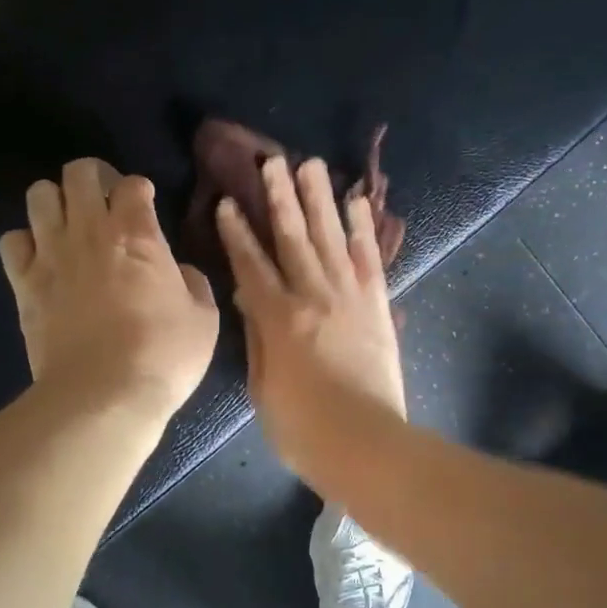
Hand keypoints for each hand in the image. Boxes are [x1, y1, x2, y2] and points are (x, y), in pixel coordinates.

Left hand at [0, 159, 218, 420]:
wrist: (103, 396)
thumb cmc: (164, 355)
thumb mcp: (204, 317)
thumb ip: (192, 281)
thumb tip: (176, 270)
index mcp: (138, 234)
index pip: (132, 183)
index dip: (140, 189)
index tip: (146, 206)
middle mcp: (91, 231)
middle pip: (79, 172)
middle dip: (94, 178)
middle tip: (106, 202)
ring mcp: (51, 255)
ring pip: (39, 195)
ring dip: (57, 202)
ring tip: (70, 225)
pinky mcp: (24, 283)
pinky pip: (12, 240)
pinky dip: (26, 242)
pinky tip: (43, 259)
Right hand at [216, 155, 405, 478]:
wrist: (367, 446)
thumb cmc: (303, 428)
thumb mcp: (263, 387)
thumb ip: (257, 336)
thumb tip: (247, 296)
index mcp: (279, 318)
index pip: (251, 265)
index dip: (238, 232)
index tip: (228, 202)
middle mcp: (314, 296)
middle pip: (293, 238)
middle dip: (280, 198)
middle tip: (272, 162)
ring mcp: (350, 297)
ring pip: (330, 238)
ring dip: (320, 199)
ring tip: (311, 165)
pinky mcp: (378, 306)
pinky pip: (370, 259)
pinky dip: (363, 230)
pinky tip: (358, 203)